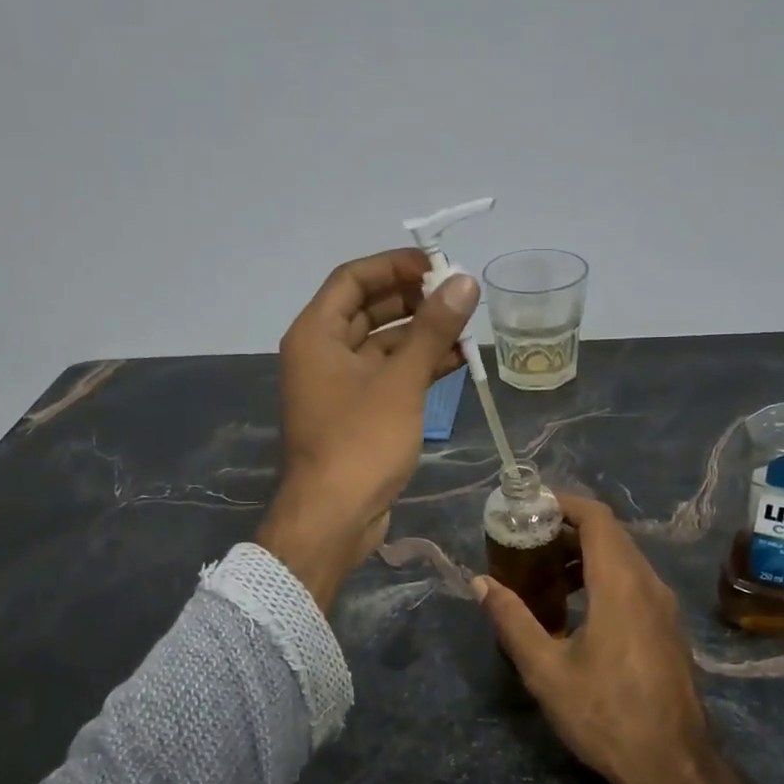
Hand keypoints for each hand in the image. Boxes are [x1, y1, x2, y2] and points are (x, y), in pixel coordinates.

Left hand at [256, 249, 478, 609]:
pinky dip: (418, 367)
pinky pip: (388, 376)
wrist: (335, 517)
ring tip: (468, 325)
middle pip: (368, 310)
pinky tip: (457, 360)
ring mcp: (339, 386)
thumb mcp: (401, 381)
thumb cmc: (361, 441)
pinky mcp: (357, 414)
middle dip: (413, 300)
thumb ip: (433, 329)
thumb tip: (465, 282)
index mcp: (316, 335)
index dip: (393, 265)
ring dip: (422, 334)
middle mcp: (321, 354)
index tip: (437, 265)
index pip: (352, 279)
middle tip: (458, 294)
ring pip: (382, 345)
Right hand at [472, 495, 753, 783]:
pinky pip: (634, 581)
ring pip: (624, 558)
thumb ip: (511, 619)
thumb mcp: (546, 669)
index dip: (564, 503)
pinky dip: (602, 576)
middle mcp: (648, 584)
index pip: (597, 518)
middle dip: (568, 528)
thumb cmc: (605, 714)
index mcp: (620, 584)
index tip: (530, 505)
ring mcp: (664, 606)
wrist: (672, 766)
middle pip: (610, 534)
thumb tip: (480, 582)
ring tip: (544, 573)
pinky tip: (575, 607)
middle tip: (527, 538)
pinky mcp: (668, 627)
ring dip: (585, 554)